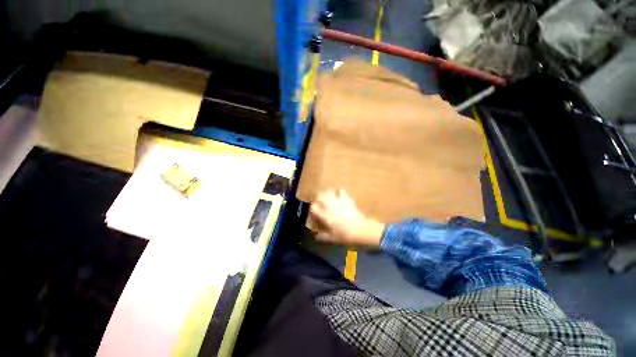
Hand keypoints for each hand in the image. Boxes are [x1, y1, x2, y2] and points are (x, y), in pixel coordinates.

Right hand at [309, 189, 385, 248]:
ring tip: (329, 196)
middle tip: (320, 201)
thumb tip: (315, 236)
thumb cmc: (345, 236)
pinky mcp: (347, 200)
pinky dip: (340, 193)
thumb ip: (322, 236)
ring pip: (329, 191)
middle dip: (318, 197)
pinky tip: (341, 197)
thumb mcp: (332, 239)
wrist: (361, 230)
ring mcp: (339, 202)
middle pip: (320, 195)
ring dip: (328, 193)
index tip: (314, 211)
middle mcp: (330, 206)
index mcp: (325, 216)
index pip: (314, 207)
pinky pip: (341, 191)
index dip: (312, 208)